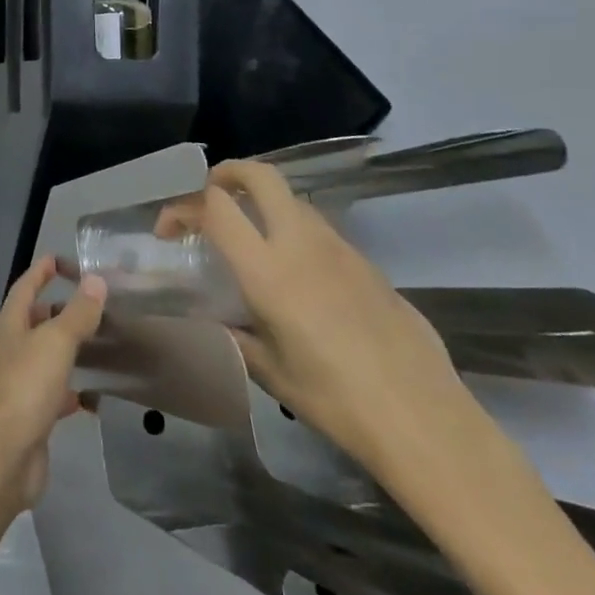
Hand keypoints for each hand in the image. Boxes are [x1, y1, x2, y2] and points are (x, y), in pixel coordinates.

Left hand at [0, 256, 106, 510]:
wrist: (4, 453)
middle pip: (33, 321)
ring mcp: (20, 383)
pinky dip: (71, 389)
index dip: (41, 272)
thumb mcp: (56, 341)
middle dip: (55, 309)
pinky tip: (92, 395)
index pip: (25, 287)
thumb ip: (77, 313)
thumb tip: (95, 280)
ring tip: (96, 343)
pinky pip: (54, 394)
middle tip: (88, 303)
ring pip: (44, 356)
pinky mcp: (32, 415)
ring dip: (65, 348)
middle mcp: (12, 349)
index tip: (59, 259)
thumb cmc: (26, 385)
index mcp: (11, 325)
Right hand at [160, 161, 477, 479]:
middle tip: (209, 196)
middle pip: (260, 175)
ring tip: (251, 240)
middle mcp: (302, 244)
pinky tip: (299, 278)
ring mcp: (341, 249)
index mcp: (268, 270)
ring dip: (263, 204)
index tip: (169, 230)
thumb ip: (235, 333)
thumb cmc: (335, 401)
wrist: (425, 422)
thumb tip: (218, 319)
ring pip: (293, 200)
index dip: (183, 206)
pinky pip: (321, 232)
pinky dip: (296, 234)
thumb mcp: (268, 371)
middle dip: (227, 173)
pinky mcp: (369, 264)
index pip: (215, 206)